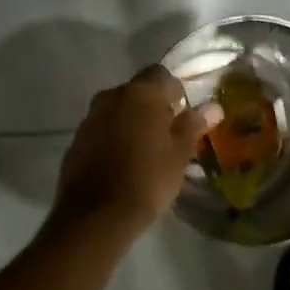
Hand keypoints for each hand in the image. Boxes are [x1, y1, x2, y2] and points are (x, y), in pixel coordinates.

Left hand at [53, 67, 217, 236]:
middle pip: (137, 91)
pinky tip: (122, 163)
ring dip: (131, 122)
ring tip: (145, 151)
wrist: (97, 215)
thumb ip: (193, 125)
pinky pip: (101, 130)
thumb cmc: (148, 178)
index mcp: (140, 93)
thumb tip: (213, 107)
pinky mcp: (76, 140)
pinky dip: (113, 138)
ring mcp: (90, 118)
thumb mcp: (180, 154)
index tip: (183, 116)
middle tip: (167, 135)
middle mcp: (111, 96)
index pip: (161, 74)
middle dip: (152, 107)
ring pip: (118, 110)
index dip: (175, 92)